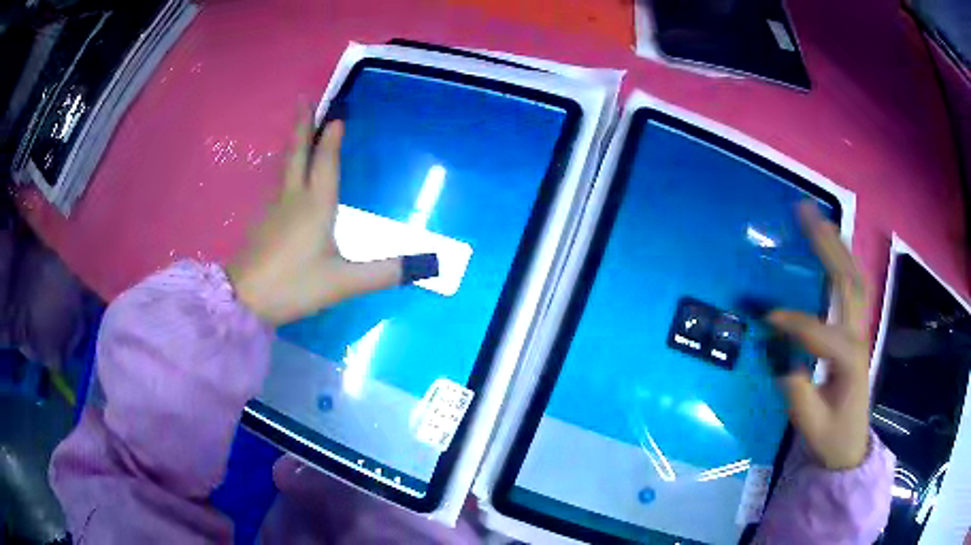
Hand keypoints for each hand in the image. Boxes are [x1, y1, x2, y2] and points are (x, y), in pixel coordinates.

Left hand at [228, 111, 430, 324]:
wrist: (244, 299)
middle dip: (302, 125)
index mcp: (316, 205)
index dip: (331, 138)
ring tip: (298, 128)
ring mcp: (274, 209)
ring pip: (285, 167)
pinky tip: (287, 177)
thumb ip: (385, 273)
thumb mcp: (343, 282)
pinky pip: (279, 185)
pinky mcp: (263, 222)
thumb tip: (428, 264)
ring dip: (294, 144)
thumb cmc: (294, 285)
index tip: (337, 115)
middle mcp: (294, 198)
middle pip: (298, 153)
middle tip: (303, 100)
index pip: (325, 162)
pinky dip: (286, 169)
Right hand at [767, 202, 870, 469]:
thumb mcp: (810, 425)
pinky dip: (843, 262)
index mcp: (849, 363)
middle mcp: (859, 337)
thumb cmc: (831, 438)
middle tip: (805, 215)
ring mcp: (860, 331)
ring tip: (817, 219)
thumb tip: (783, 358)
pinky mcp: (856, 331)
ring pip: (854, 278)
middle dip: (827, 247)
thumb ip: (798, 392)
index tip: (766, 318)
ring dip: (837, 246)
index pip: (822, 333)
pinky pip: (853, 288)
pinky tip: (830, 249)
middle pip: (848, 282)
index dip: (795, 324)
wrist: (851, 446)